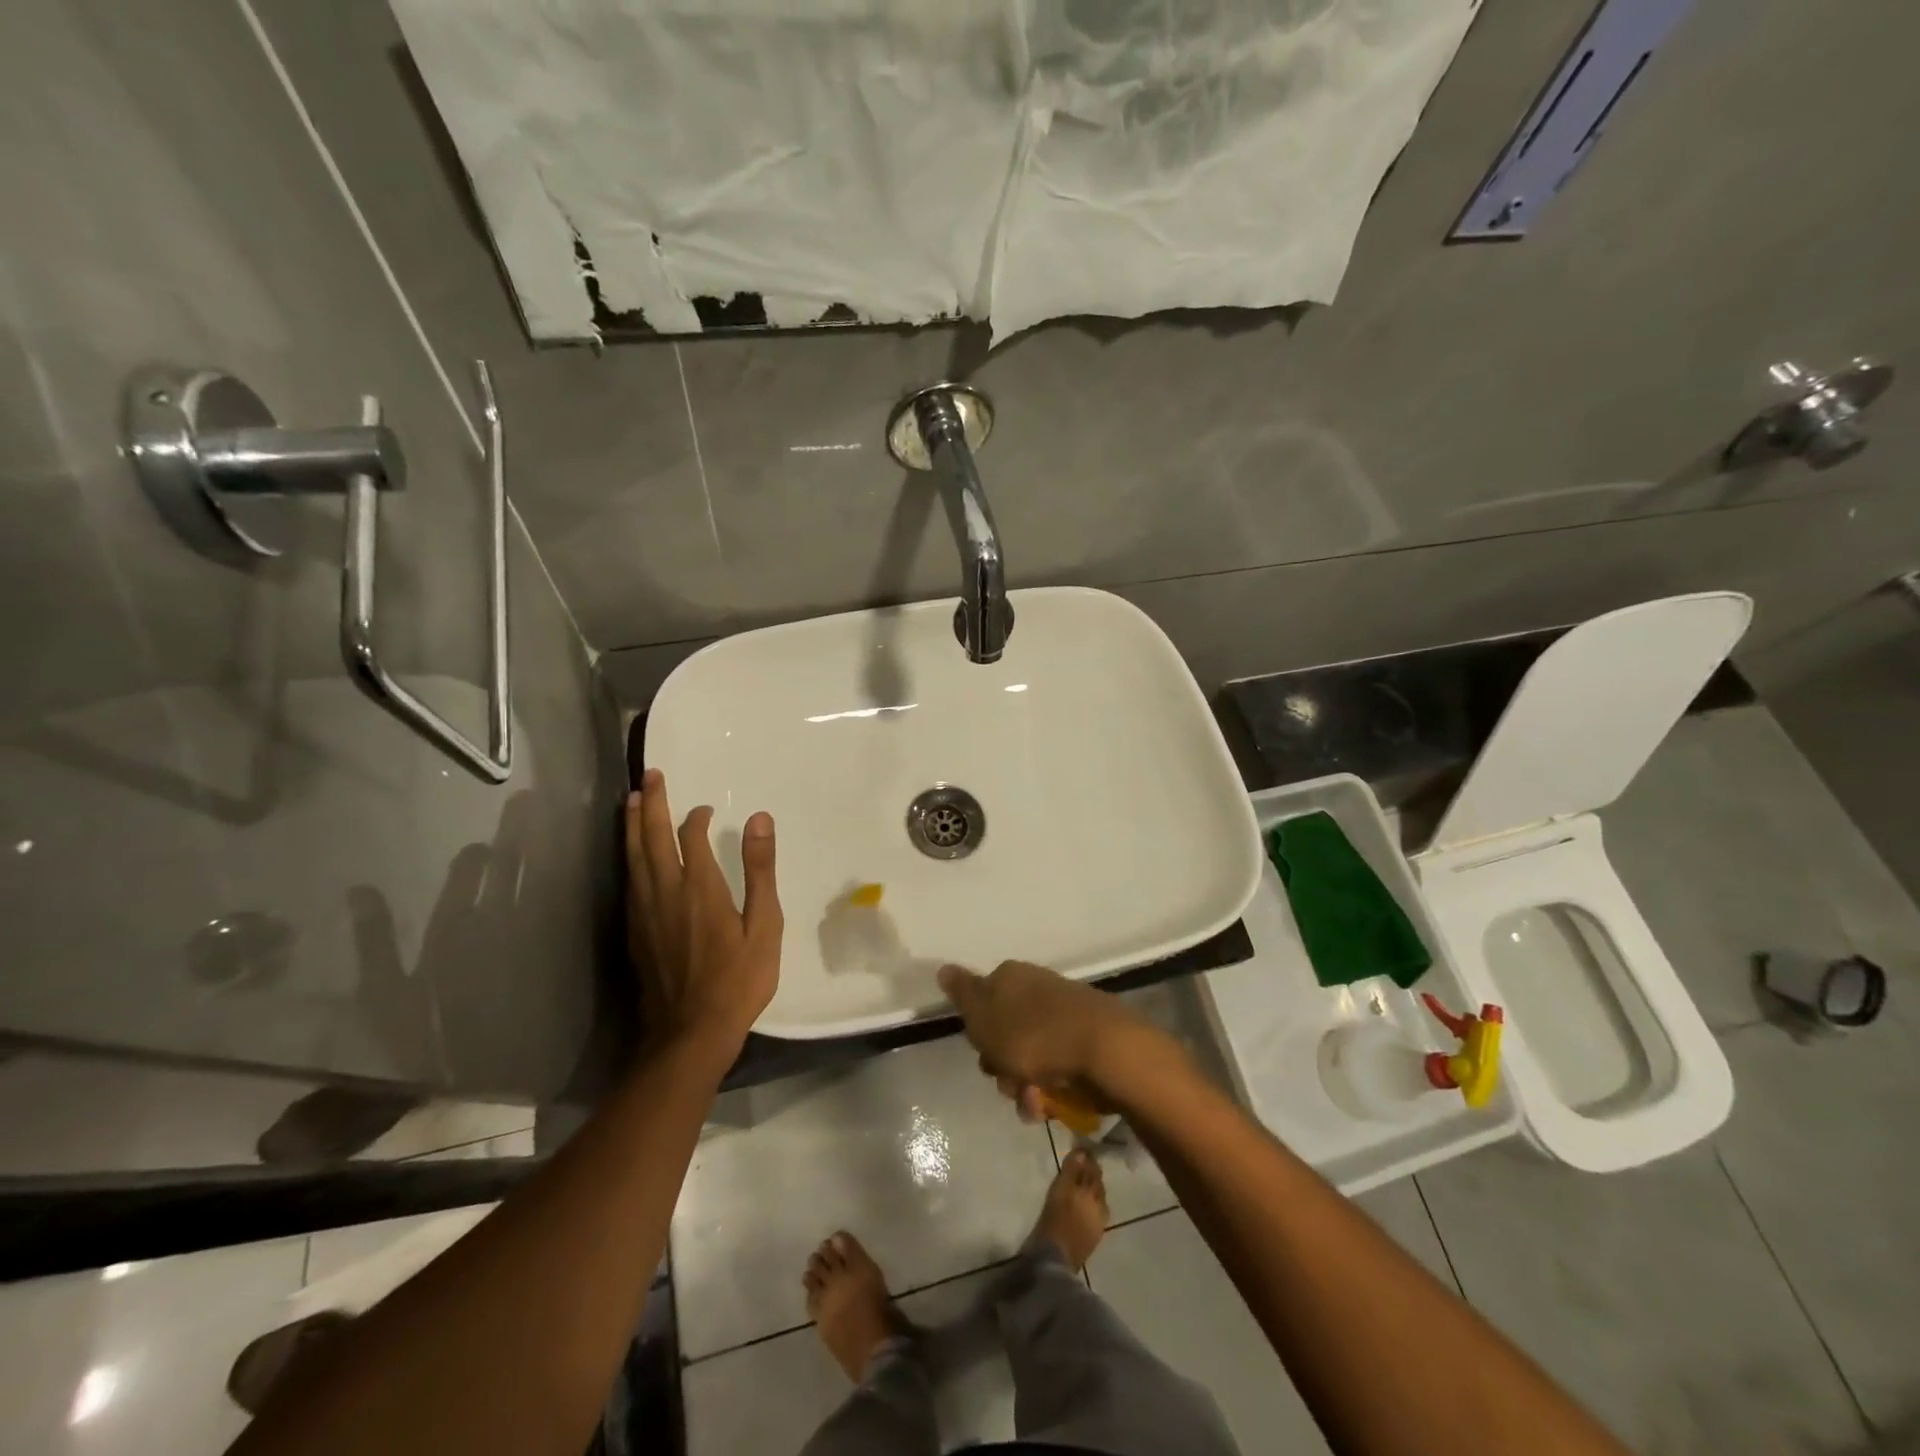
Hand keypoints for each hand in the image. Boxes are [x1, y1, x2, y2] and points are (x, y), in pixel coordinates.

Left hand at [626, 769, 781, 1054]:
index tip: (703, 809)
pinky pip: (628, 880)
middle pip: (652, 837)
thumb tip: (759, 818)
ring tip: (631, 801)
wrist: (690, 1033)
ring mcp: (644, 912)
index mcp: (700, 888)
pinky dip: (628, 855)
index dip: (695, 817)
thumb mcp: (765, 925)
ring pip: (633, 857)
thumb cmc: (738, 980)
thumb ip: (760, 870)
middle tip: (649, 775)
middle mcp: (665, 891)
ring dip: (632, 825)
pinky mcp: (634, 931)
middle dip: (651, 804)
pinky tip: (631, 853)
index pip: (691, 837)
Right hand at [937, 960, 1166, 1111]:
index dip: (979, 1035)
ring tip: (1036, 1104)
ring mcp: (1065, 1013)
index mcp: (1011, 977)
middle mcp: (1037, 988)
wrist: (1105, 1050)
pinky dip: (1053, 1088)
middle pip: (1006, 1034)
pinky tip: (1055, 1105)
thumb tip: (943, 968)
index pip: (982, 1003)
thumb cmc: (1033, 1034)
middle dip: (1003, 1067)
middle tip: (1010, 1084)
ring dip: (1026, 1086)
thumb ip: (962, 993)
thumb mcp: (984, 1015)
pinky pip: (1059, 1066)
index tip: (984, 1056)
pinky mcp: (1088, 1039)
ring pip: (1031, 1056)